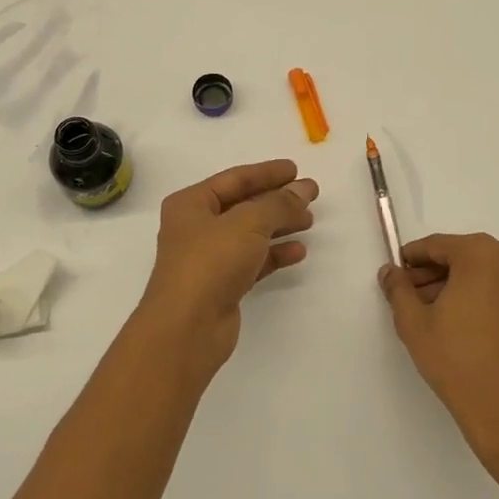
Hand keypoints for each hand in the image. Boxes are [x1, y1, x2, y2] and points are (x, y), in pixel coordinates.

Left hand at [137, 159, 317, 379]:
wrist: (187, 328)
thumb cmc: (211, 262)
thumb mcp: (248, 223)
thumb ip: (279, 203)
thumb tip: (303, 189)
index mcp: (191, 204)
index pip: (234, 179)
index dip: (266, 172)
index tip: (296, 169)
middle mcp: (196, 227)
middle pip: (243, 205)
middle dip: (276, 200)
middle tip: (310, 196)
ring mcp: (208, 258)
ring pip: (249, 234)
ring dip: (279, 226)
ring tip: (309, 221)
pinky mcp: (222, 285)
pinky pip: (253, 261)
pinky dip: (274, 254)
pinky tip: (298, 252)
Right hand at [379, 233, 498, 473]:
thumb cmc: (460, 362)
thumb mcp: (415, 324)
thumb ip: (398, 289)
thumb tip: (390, 272)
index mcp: (483, 254)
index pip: (437, 246)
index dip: (412, 259)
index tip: (396, 274)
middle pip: (463, 256)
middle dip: (434, 274)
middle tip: (410, 297)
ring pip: (484, 273)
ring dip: (458, 286)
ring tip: (432, 314)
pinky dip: (481, 296)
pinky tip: (460, 323)